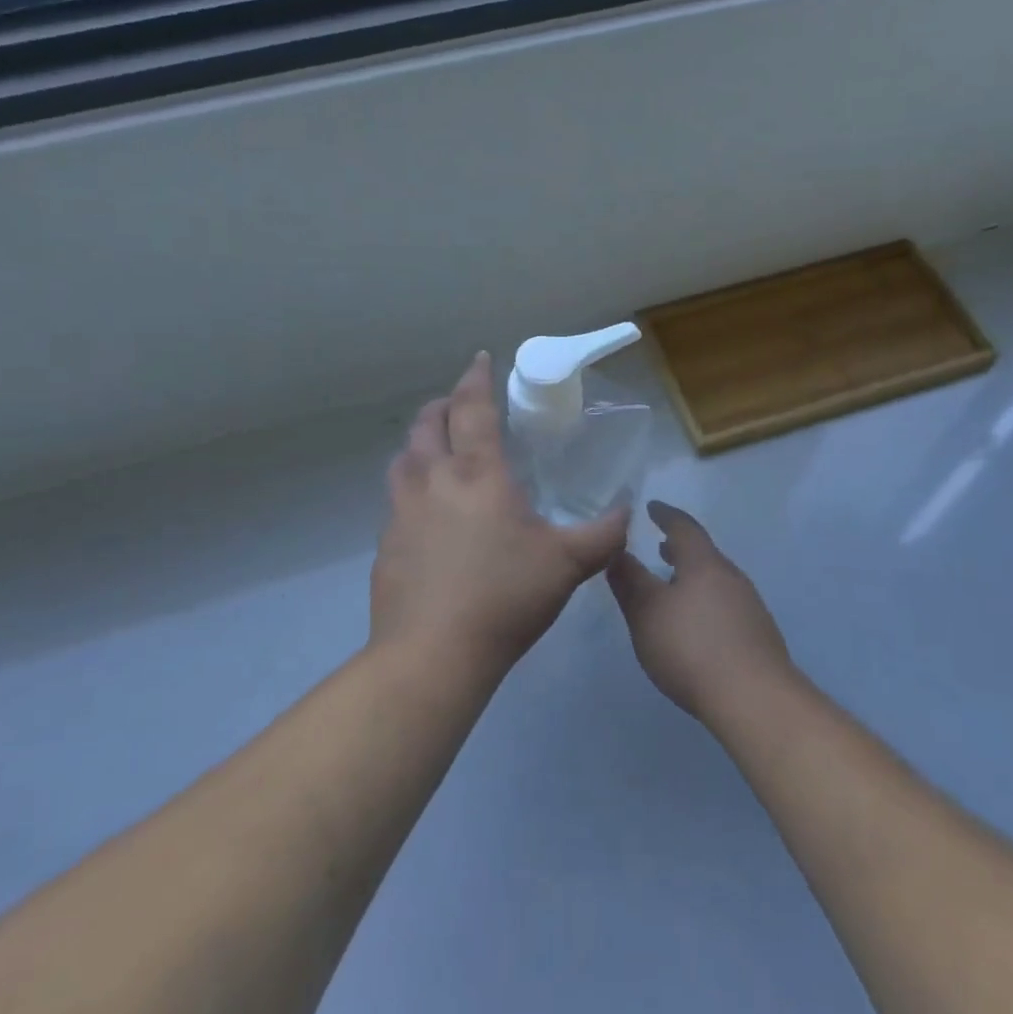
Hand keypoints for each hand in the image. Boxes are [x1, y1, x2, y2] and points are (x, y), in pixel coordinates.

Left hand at [371, 352, 629, 676]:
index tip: (481, 359)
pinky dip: (412, 489)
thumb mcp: (567, 565)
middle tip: (460, 406)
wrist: (432, 654)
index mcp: (476, 473)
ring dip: (421, 444)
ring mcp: (402, 512)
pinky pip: (396, 501)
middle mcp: (433, 480)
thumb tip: (627, 512)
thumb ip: (603, 535)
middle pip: (427, 423)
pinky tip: (429, 517)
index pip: (472, 408)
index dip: (476, 378)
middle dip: (443, 405)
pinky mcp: (385, 545)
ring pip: (404, 459)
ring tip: (439, 453)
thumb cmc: (504, 597)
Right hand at [607, 501, 796, 724]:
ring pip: (716, 580)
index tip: (651, 508)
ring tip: (674, 586)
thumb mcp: (647, 613)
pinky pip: (726, 605)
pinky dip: (706, 601)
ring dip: (693, 577)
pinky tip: (697, 624)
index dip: (665, 515)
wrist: (754, 699)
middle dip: (680, 549)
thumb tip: (616, 552)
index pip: (684, 527)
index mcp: (704, 563)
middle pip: (703, 554)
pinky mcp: (758, 636)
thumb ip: (629, 581)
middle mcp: (731, 576)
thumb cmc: (692, 647)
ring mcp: (749, 606)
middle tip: (661, 547)